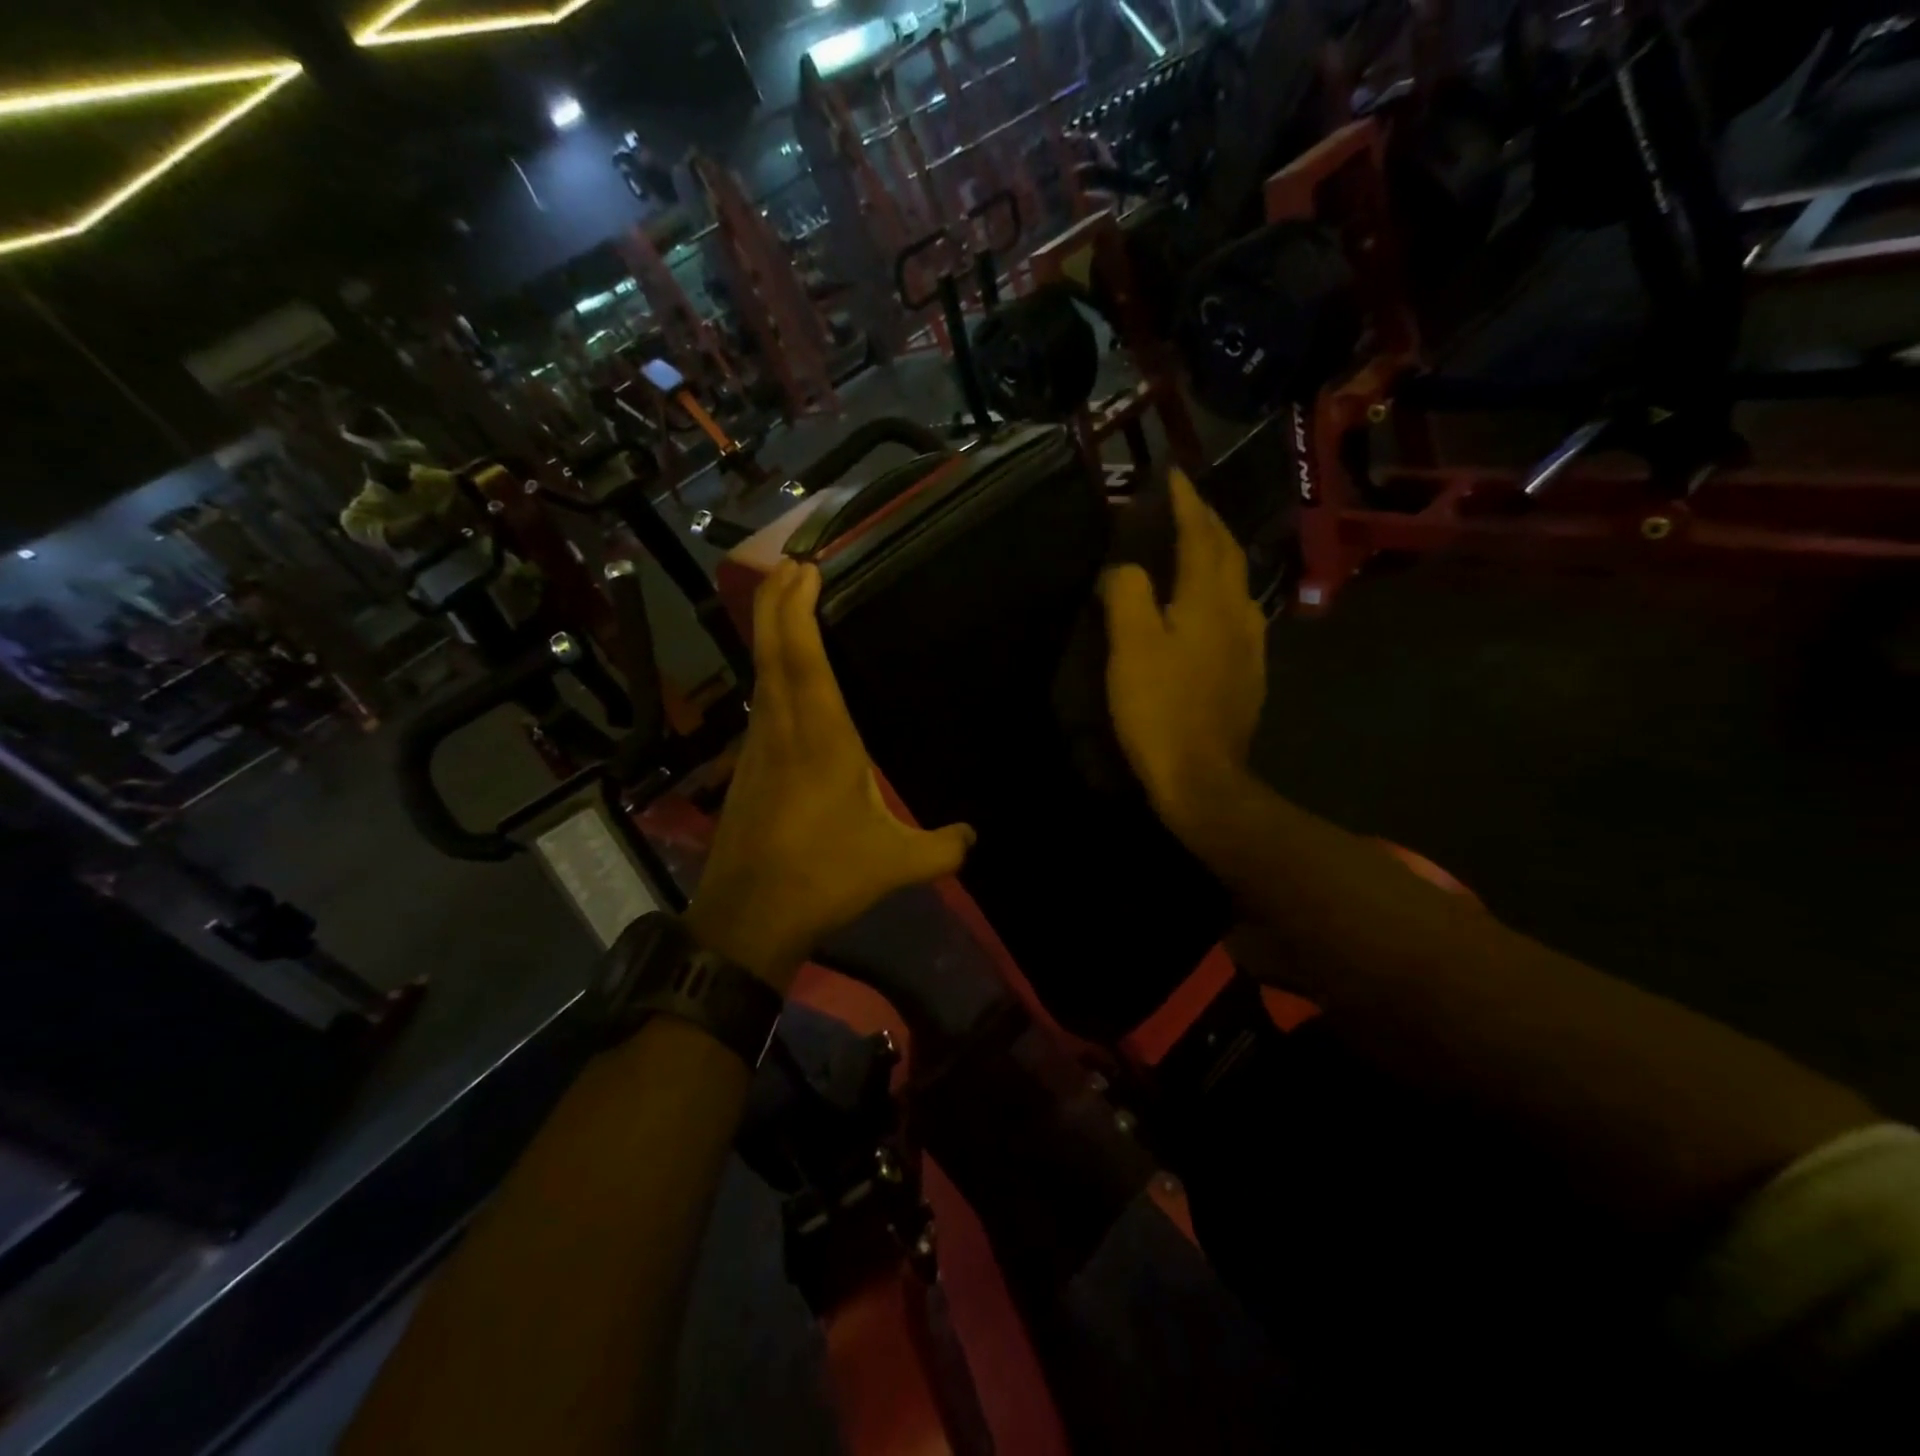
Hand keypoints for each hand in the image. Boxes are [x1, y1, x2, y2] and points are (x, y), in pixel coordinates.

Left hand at [685, 559, 975, 989]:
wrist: (748, 918)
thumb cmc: (823, 878)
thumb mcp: (896, 864)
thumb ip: (942, 847)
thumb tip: (974, 837)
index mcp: (821, 740)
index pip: (804, 660)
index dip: (798, 609)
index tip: (803, 568)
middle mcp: (783, 731)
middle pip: (771, 652)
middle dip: (776, 601)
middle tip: (790, 563)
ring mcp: (759, 749)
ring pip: (760, 675)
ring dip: (769, 633)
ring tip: (785, 604)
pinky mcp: (747, 770)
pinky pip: (760, 703)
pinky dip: (769, 672)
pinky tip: (782, 679)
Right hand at [1100, 469, 1267, 834]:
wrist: (1202, 777)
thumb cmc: (1160, 709)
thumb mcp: (1130, 647)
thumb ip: (1127, 594)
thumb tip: (1124, 568)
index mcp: (1208, 600)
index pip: (1200, 536)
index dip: (1186, 503)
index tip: (1173, 475)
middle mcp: (1238, 613)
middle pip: (1227, 554)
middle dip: (1208, 522)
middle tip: (1186, 503)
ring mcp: (1249, 645)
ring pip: (1238, 584)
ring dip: (1219, 555)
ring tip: (1199, 546)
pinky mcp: (1248, 674)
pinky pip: (1239, 614)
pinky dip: (1223, 592)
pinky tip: (1213, 607)